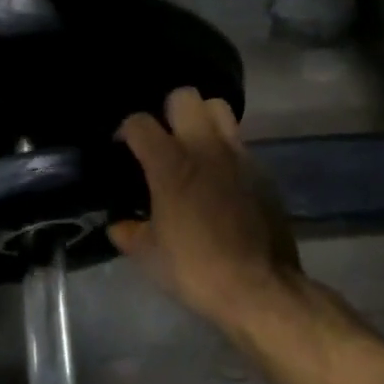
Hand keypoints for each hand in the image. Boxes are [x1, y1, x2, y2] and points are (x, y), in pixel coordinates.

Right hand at [109, 88, 301, 329]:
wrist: (257, 287)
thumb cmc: (194, 269)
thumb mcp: (147, 255)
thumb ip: (128, 232)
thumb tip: (119, 225)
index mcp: (171, 165)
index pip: (140, 123)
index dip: (125, 131)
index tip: (121, 148)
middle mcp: (206, 149)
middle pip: (186, 97)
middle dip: (167, 111)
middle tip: (160, 140)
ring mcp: (240, 157)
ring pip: (219, 110)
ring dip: (201, 121)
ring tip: (191, 149)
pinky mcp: (263, 173)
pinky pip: (239, 144)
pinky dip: (223, 151)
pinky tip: (217, 180)